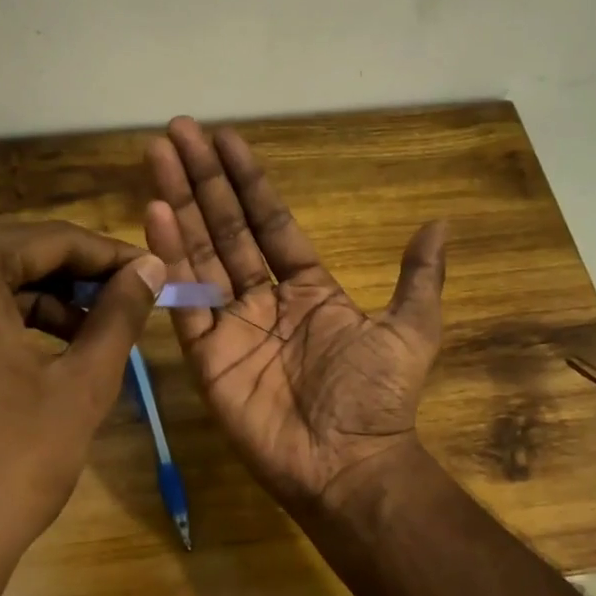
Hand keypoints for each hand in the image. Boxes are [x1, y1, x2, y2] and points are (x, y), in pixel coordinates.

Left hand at [0, 219, 165, 595]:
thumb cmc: (12, 462)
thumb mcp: (82, 383)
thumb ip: (119, 313)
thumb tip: (153, 265)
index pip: (47, 238)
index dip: (106, 254)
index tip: (150, 272)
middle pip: (7, 254)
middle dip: (71, 276)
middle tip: (125, 300)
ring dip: (35, 299)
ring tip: (90, 332)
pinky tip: (38, 350)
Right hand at [145, 118, 446, 513]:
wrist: (349, 464)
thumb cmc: (377, 398)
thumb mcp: (410, 329)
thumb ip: (419, 276)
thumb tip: (440, 224)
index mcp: (308, 289)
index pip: (270, 222)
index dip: (249, 181)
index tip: (226, 138)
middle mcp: (264, 301)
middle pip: (228, 228)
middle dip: (204, 180)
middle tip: (176, 131)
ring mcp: (231, 327)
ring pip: (200, 255)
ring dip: (180, 205)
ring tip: (158, 157)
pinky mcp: (206, 357)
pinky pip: (185, 302)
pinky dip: (169, 260)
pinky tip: (155, 215)